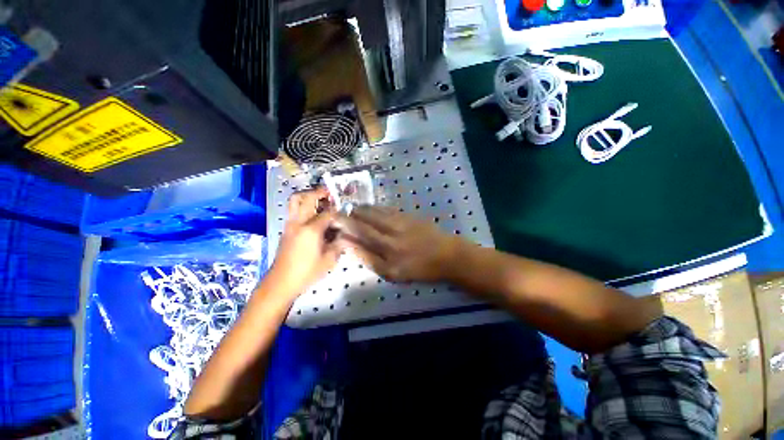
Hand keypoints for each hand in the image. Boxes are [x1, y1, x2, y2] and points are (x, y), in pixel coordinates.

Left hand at [268, 187, 343, 297]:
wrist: (281, 282)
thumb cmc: (307, 272)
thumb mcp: (329, 260)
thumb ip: (339, 244)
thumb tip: (345, 236)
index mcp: (311, 229)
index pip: (328, 213)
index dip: (338, 211)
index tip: (345, 212)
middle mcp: (299, 222)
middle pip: (306, 198)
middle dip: (319, 192)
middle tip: (330, 193)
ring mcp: (290, 224)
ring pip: (294, 200)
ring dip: (307, 196)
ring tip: (320, 199)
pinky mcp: (286, 229)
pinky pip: (293, 210)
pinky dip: (303, 205)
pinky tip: (313, 215)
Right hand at [337, 206, 461, 282]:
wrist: (446, 255)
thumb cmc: (420, 268)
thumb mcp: (393, 273)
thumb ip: (370, 259)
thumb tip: (350, 246)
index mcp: (387, 250)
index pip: (360, 235)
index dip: (346, 228)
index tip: (334, 223)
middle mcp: (391, 233)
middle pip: (366, 220)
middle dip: (350, 215)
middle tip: (340, 213)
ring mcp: (400, 221)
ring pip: (376, 212)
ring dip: (362, 209)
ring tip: (352, 209)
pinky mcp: (408, 215)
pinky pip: (387, 209)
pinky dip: (376, 208)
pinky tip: (371, 208)